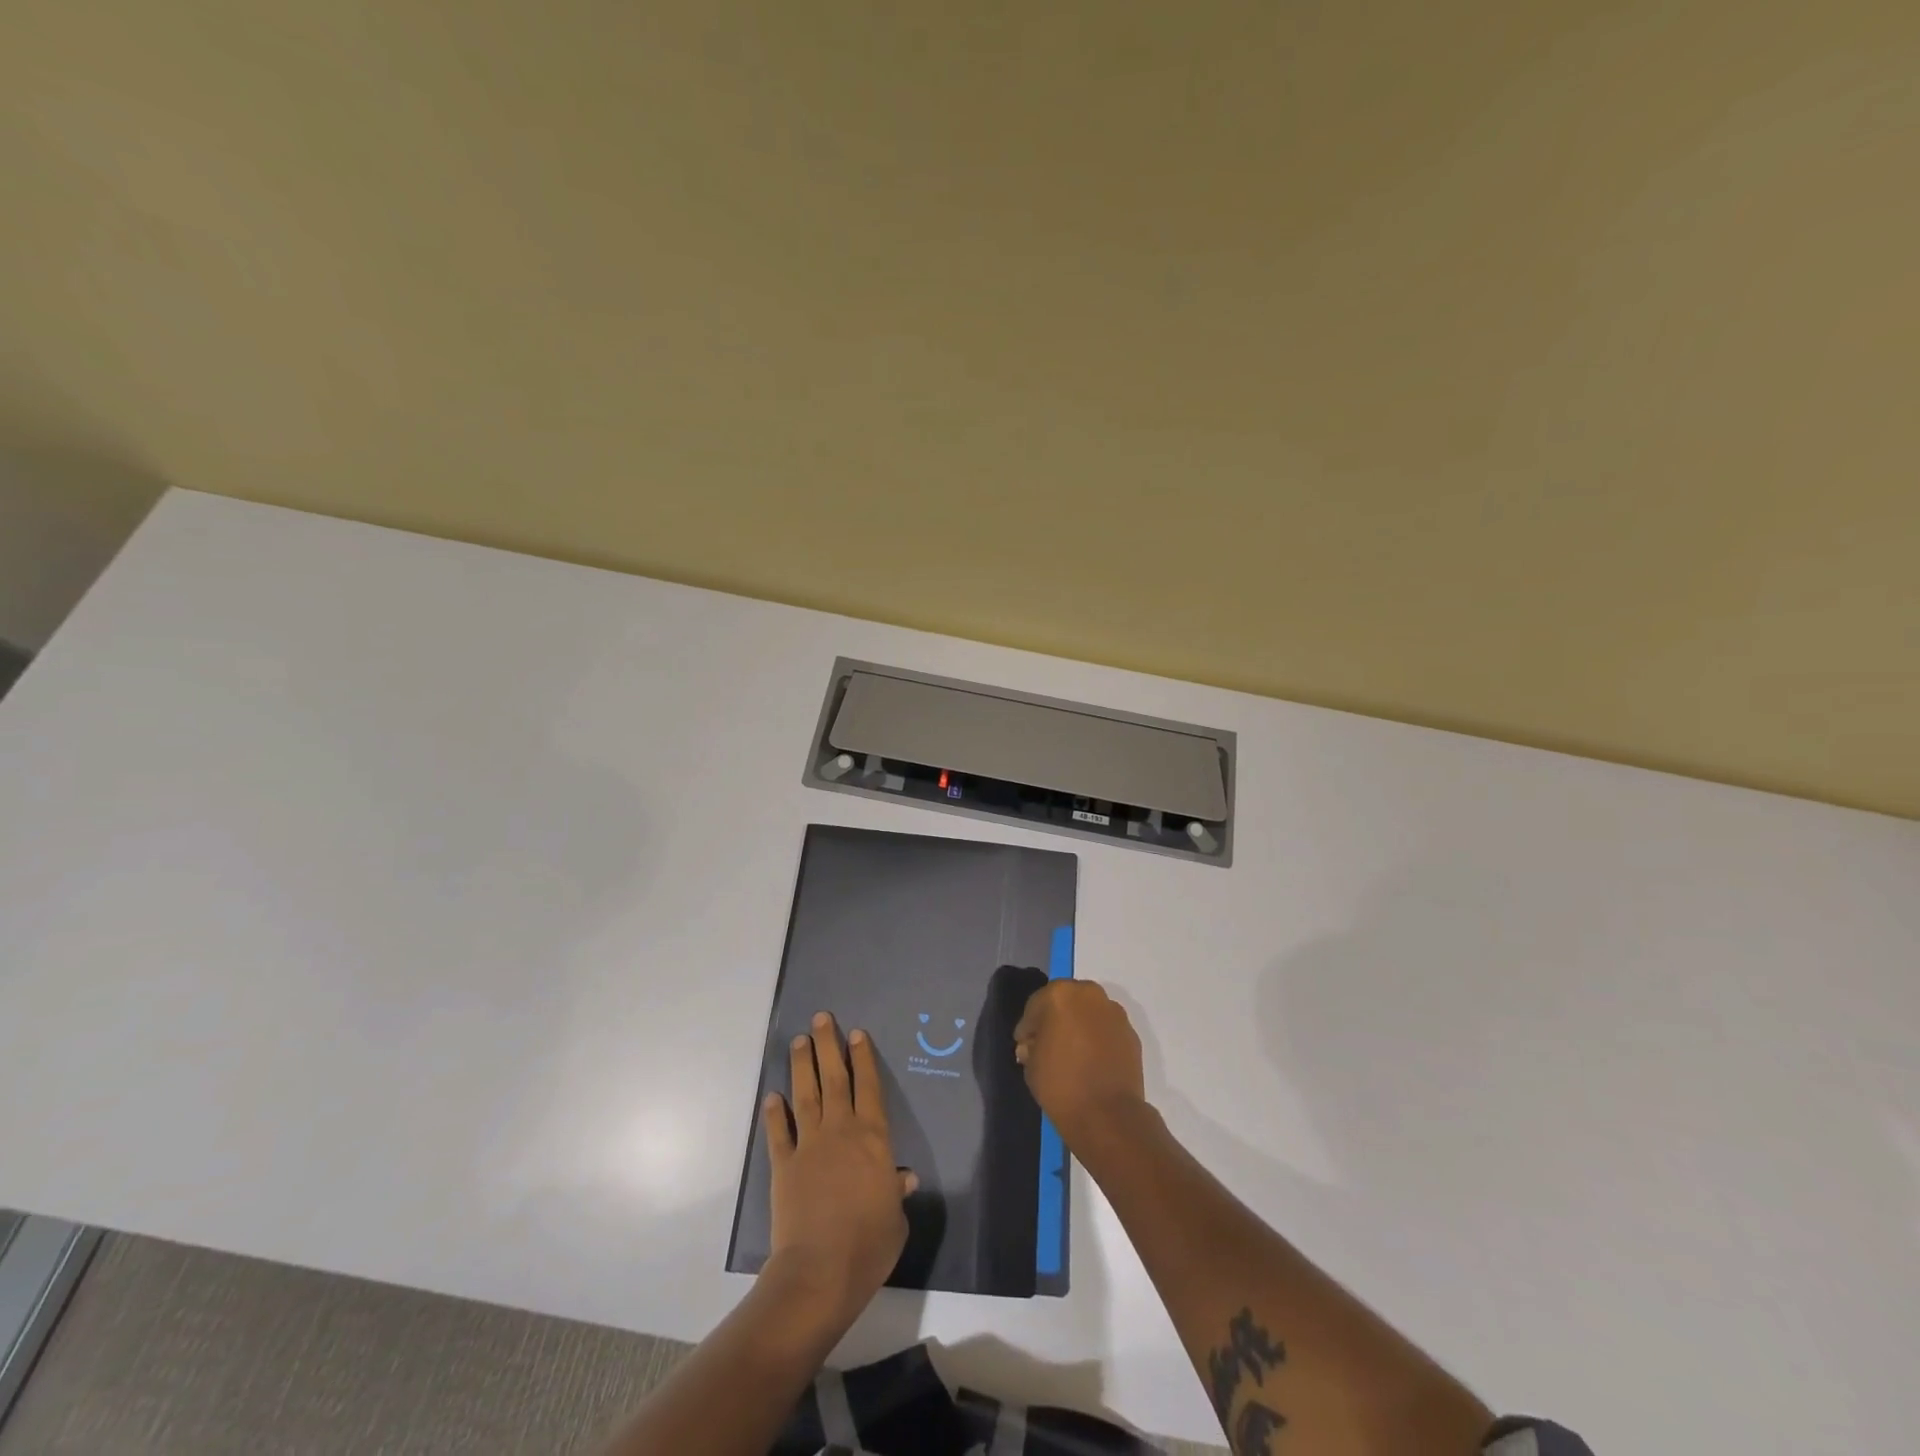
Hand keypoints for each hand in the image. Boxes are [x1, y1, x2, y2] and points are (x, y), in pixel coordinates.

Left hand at [762, 1011, 915, 1329]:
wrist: (819, 1272)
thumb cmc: (868, 1245)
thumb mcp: (896, 1219)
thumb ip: (897, 1192)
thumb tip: (904, 1178)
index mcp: (872, 1138)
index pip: (868, 1087)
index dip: (863, 1058)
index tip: (856, 1033)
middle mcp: (840, 1131)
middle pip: (834, 1079)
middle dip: (828, 1046)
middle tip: (821, 1019)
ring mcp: (809, 1146)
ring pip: (805, 1095)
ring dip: (801, 1066)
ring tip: (798, 1041)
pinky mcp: (783, 1166)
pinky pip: (779, 1133)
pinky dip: (775, 1113)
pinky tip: (772, 1097)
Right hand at [1013, 980, 1147, 1147]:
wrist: (1108, 1115)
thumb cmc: (1060, 1085)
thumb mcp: (1031, 1065)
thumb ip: (1030, 1046)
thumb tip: (1034, 1045)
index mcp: (1059, 995)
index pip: (1036, 1005)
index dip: (1028, 1026)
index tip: (1025, 1044)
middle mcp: (1089, 995)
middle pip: (1066, 1001)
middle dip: (1056, 1019)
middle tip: (1049, 1044)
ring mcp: (1114, 1013)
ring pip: (1089, 1012)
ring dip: (1079, 1026)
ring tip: (1073, 1053)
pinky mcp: (1131, 1033)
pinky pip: (1107, 1029)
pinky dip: (1098, 1038)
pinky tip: (1092, 1060)